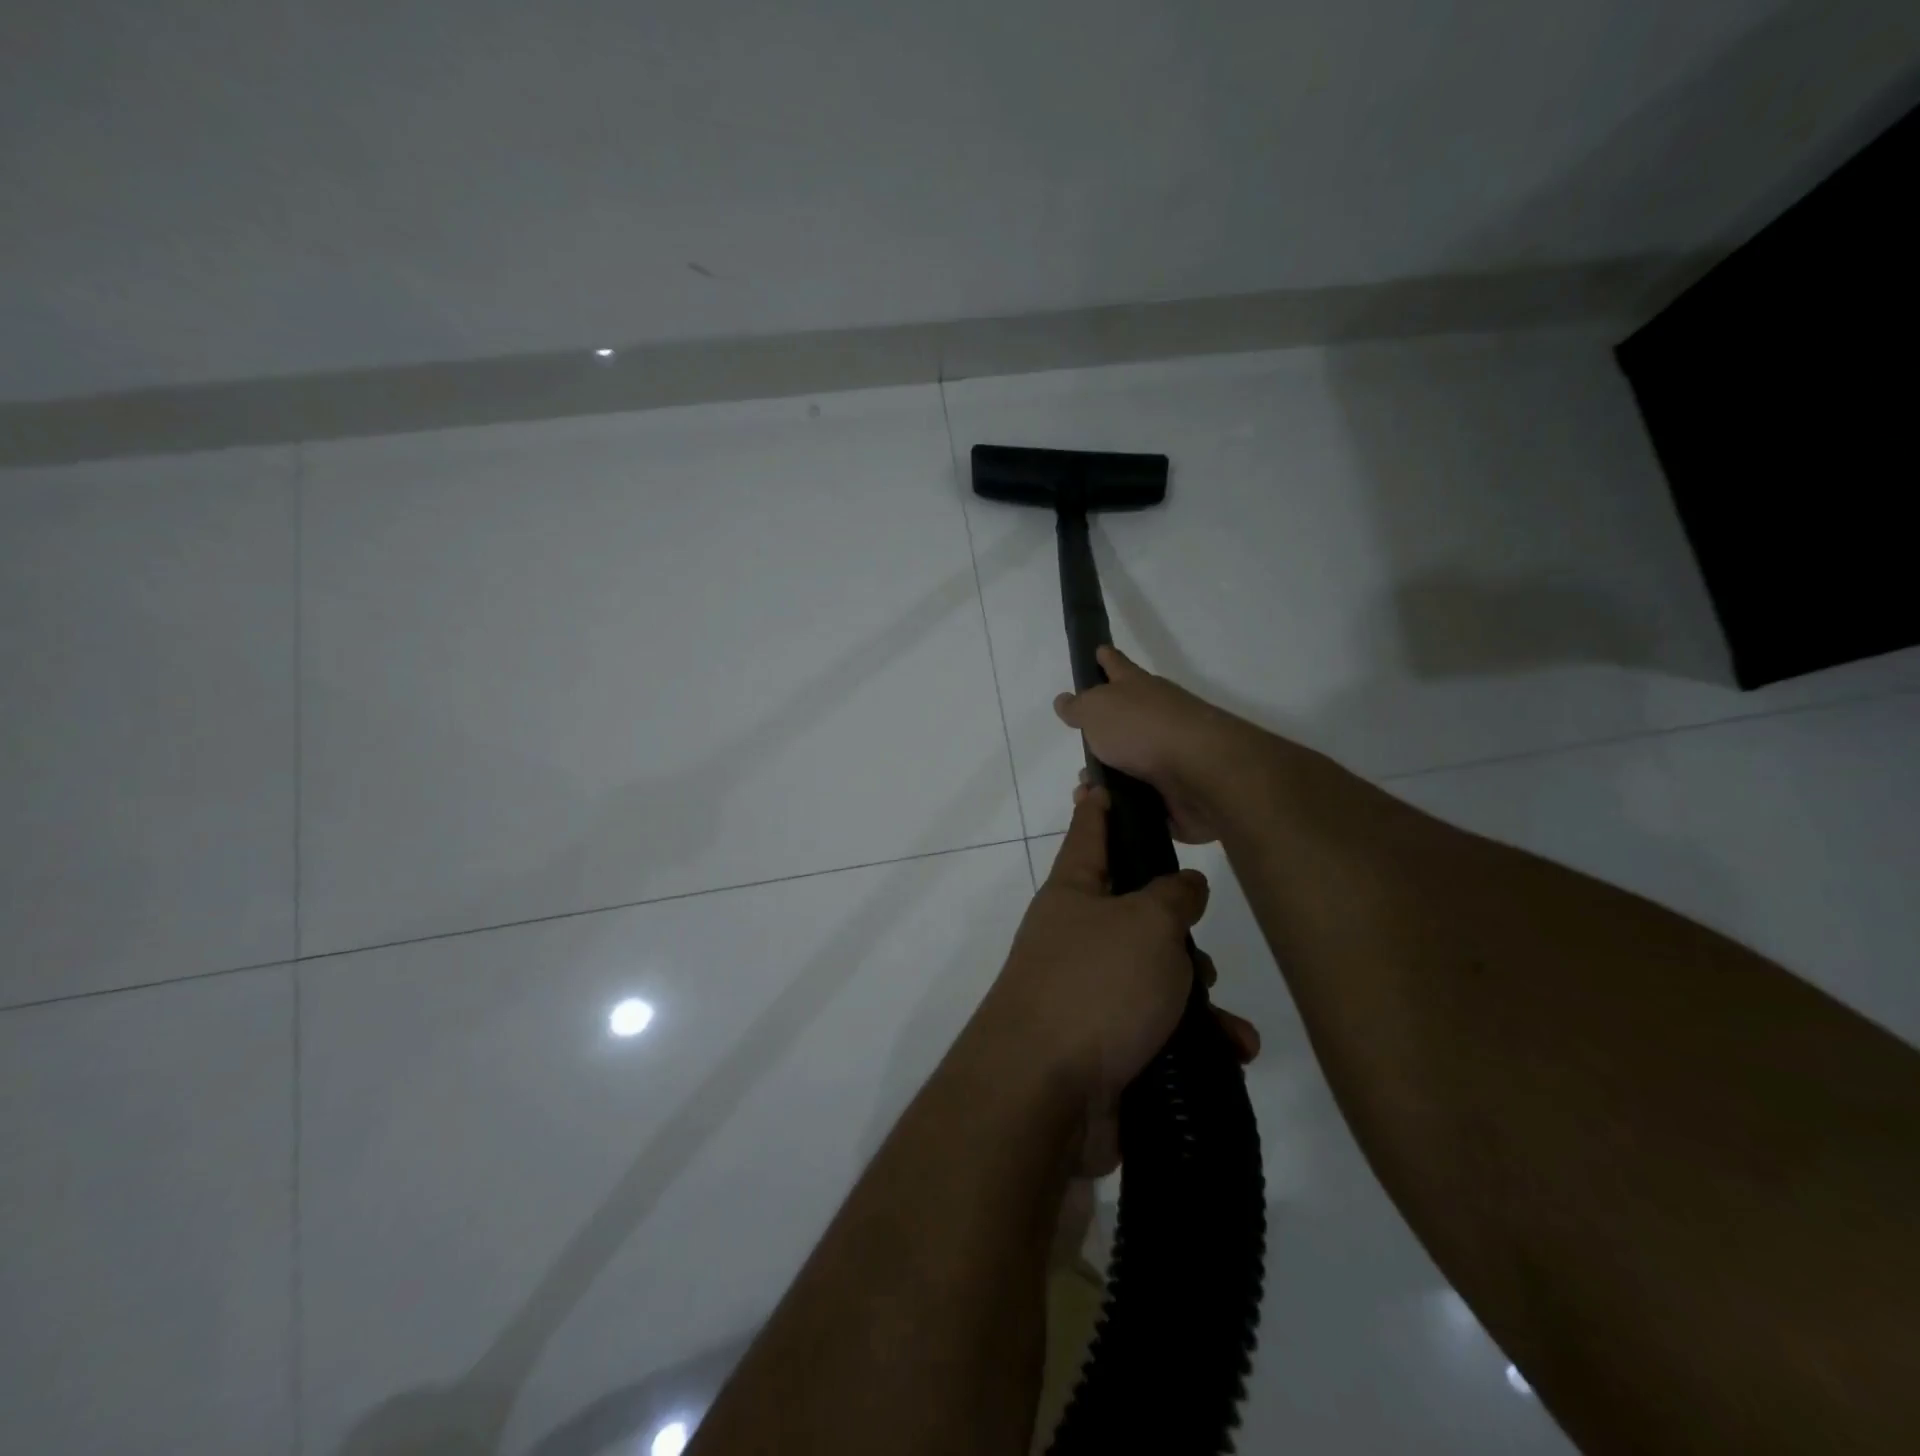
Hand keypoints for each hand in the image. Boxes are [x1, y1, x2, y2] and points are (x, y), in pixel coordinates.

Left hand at [974, 785, 1258, 1174]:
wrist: (1045, 1094)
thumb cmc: (1094, 986)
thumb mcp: (1146, 924)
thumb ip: (1173, 896)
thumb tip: (1183, 886)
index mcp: (1073, 893)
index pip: (1088, 832)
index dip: (1098, 805)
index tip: (1098, 779)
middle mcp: (1075, 937)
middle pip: (1136, 913)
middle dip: (1177, 931)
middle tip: (1196, 949)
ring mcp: (1087, 993)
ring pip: (1156, 976)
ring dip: (1197, 996)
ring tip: (1221, 1020)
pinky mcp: (1106, 1046)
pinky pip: (1160, 1030)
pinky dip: (1195, 1040)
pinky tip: (1230, 1054)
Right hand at [1053, 646, 1251, 843]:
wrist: (1200, 773)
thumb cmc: (1143, 729)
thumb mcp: (1097, 709)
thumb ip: (1078, 707)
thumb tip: (1064, 700)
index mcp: (1138, 688)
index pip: (1117, 666)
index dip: (1106, 659)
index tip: (1099, 651)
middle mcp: (1156, 717)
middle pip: (1123, 721)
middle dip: (1101, 735)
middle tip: (1080, 753)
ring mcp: (1168, 755)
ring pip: (1128, 765)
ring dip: (1106, 778)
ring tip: (1085, 792)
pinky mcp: (1175, 791)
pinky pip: (1139, 799)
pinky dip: (1121, 805)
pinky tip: (1104, 812)